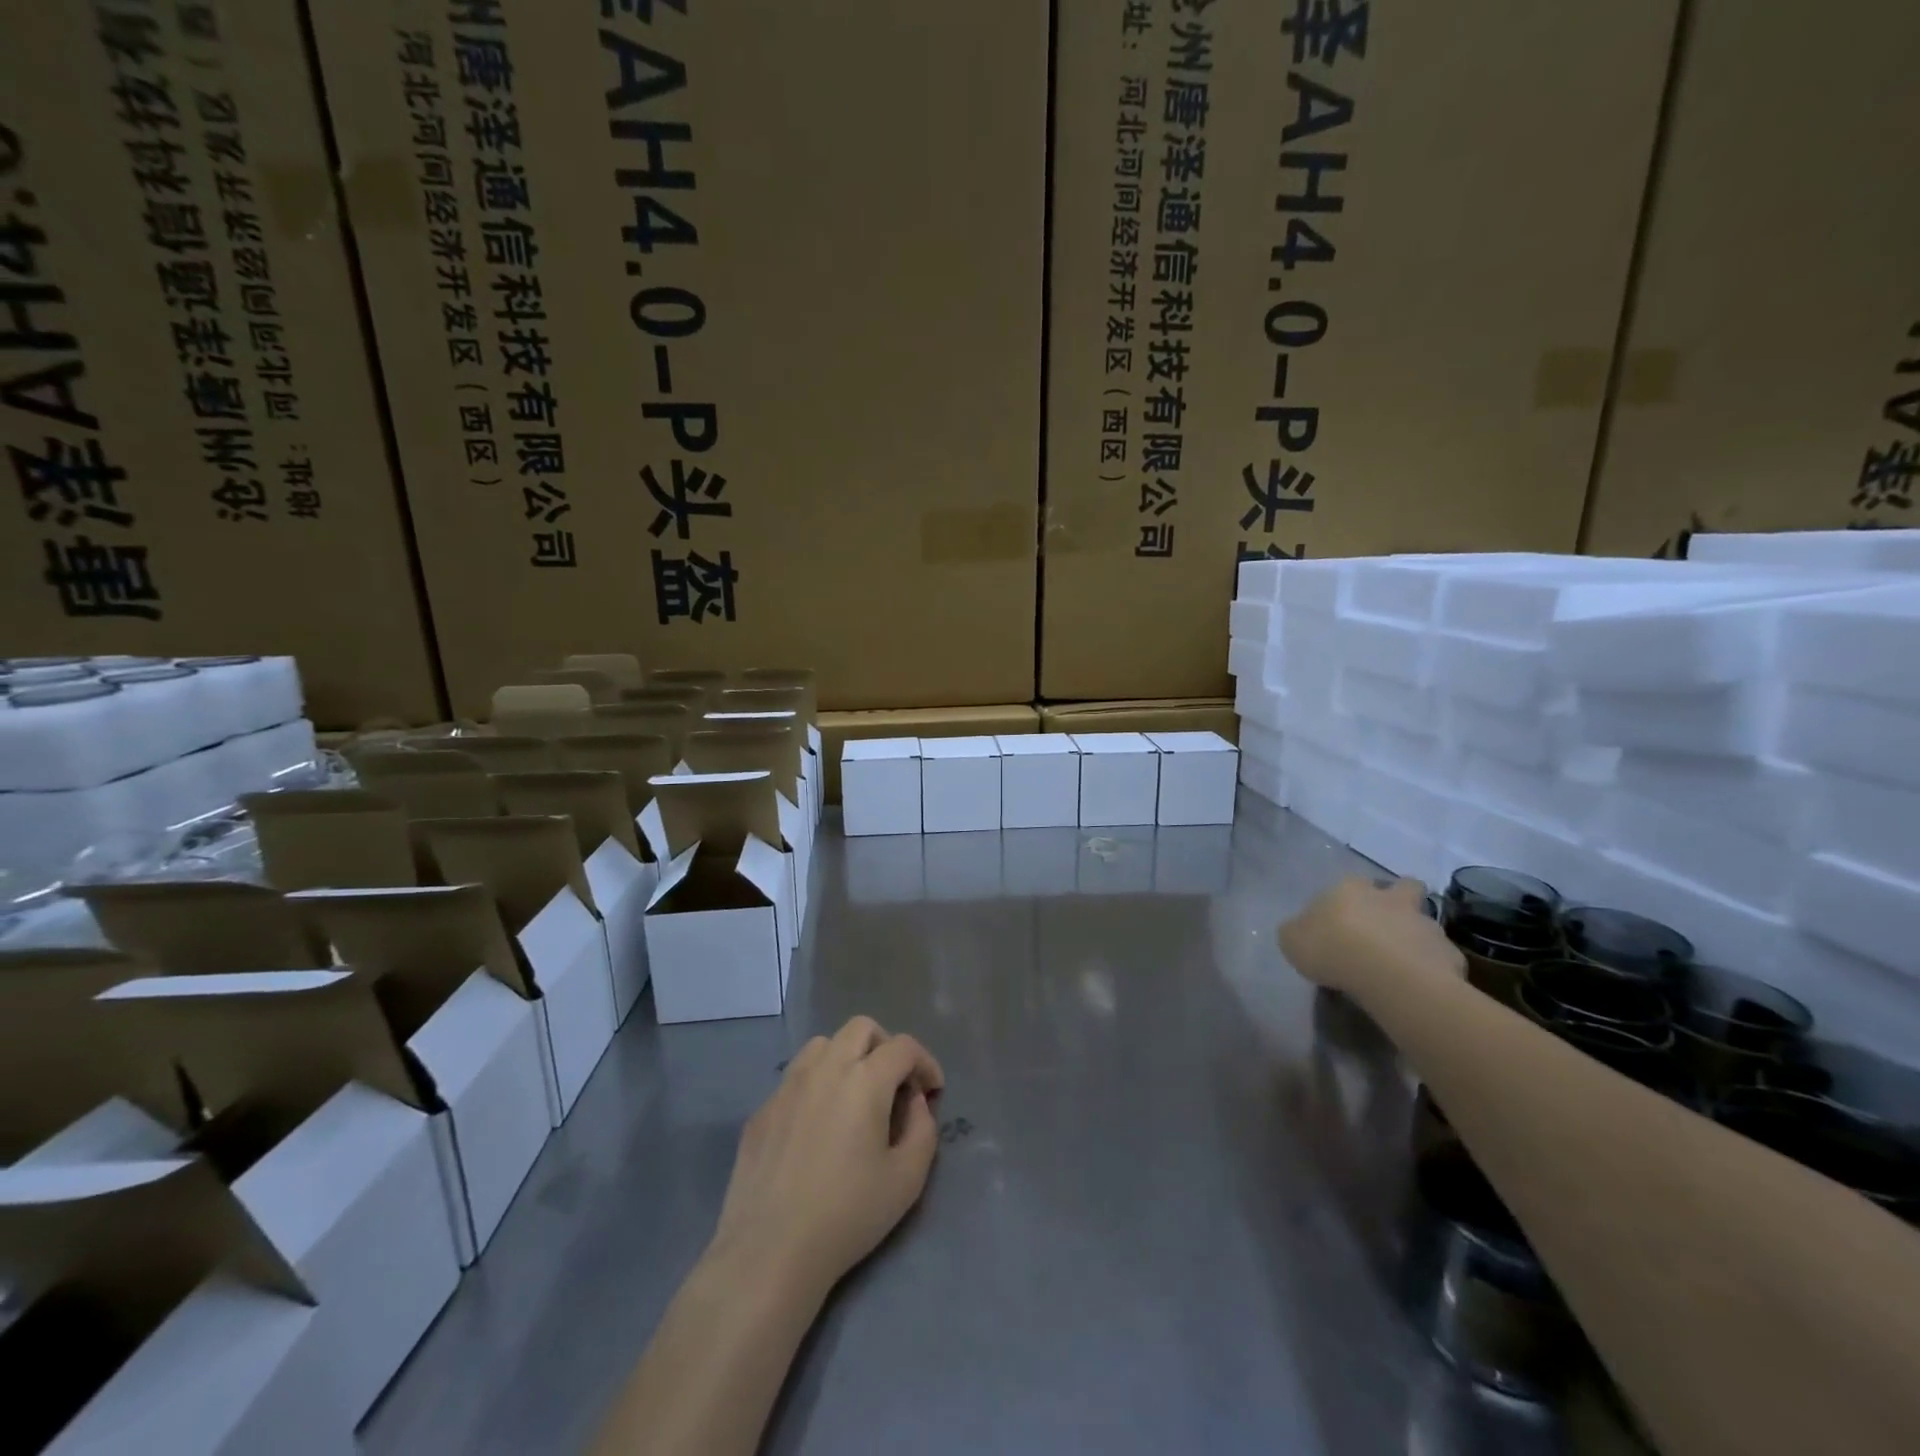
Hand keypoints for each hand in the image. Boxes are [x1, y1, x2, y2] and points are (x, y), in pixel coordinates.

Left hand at [709, 1016, 944, 1301]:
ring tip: (855, 1097)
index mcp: (865, 1080)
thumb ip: (923, 1129)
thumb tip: (914, 1103)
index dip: (925, 1062)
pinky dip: (816, 1086)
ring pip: (824, 1044)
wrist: (769, 1251)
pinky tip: (818, 1127)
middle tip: (895, 1085)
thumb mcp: (907, 1179)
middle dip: (886, 1047)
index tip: (932, 1092)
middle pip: (861, 1028)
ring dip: (847, 1058)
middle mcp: (825, 1068)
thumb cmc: (847, 1215)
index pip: (903, 1046)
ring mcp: (788, 1085)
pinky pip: (796, 1078)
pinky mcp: (763, 1109)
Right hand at [1278, 876, 1462, 996]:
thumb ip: (1298, 931)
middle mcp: (1391, 898)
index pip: (1352, 882)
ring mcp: (1424, 924)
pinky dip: (1433, 966)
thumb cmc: (1332, 949)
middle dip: (1400, 899)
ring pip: (1425, 923)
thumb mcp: (1292, 940)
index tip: (1343, 918)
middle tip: (1387, 924)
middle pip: (1404, 887)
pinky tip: (1421, 984)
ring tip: (1403, 962)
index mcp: (1351, 889)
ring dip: (1416, 936)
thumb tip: (1302, 930)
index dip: (1349, 898)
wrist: (1389, 975)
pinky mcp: (1448, 953)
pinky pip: (1440, 957)